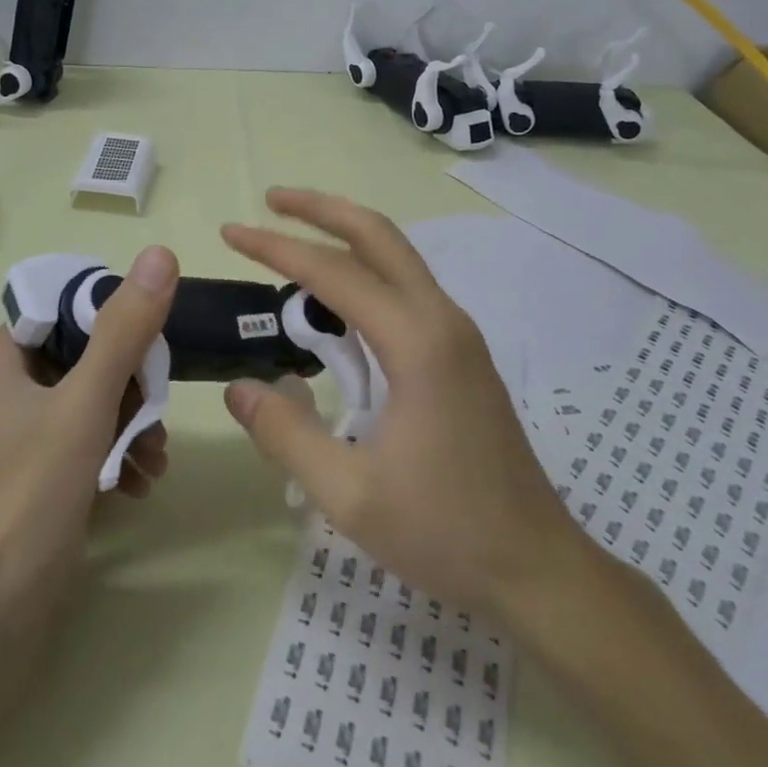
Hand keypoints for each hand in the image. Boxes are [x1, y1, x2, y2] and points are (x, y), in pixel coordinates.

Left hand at [0, 246, 178, 639]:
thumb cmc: (25, 501)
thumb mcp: (83, 406)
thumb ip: (123, 331)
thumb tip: (160, 256)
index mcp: (0, 364)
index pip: (61, 307)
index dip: (109, 312)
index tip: (153, 336)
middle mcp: (5, 394)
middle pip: (82, 357)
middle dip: (130, 381)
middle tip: (160, 407)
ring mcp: (19, 442)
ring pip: (89, 404)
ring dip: (130, 422)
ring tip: (156, 456)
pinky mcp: (35, 483)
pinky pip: (84, 446)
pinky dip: (115, 456)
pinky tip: (140, 483)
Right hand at [221, 190, 598, 622]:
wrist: (537, 567)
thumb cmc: (445, 533)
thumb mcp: (349, 494)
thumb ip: (286, 435)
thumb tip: (239, 387)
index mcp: (417, 343)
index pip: (334, 272)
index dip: (277, 248)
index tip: (231, 232)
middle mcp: (442, 320)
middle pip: (378, 236)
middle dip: (322, 209)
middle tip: (270, 199)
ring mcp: (459, 334)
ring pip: (398, 256)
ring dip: (345, 234)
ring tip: (294, 233)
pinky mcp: (462, 353)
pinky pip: (407, 287)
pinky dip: (366, 269)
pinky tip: (337, 297)